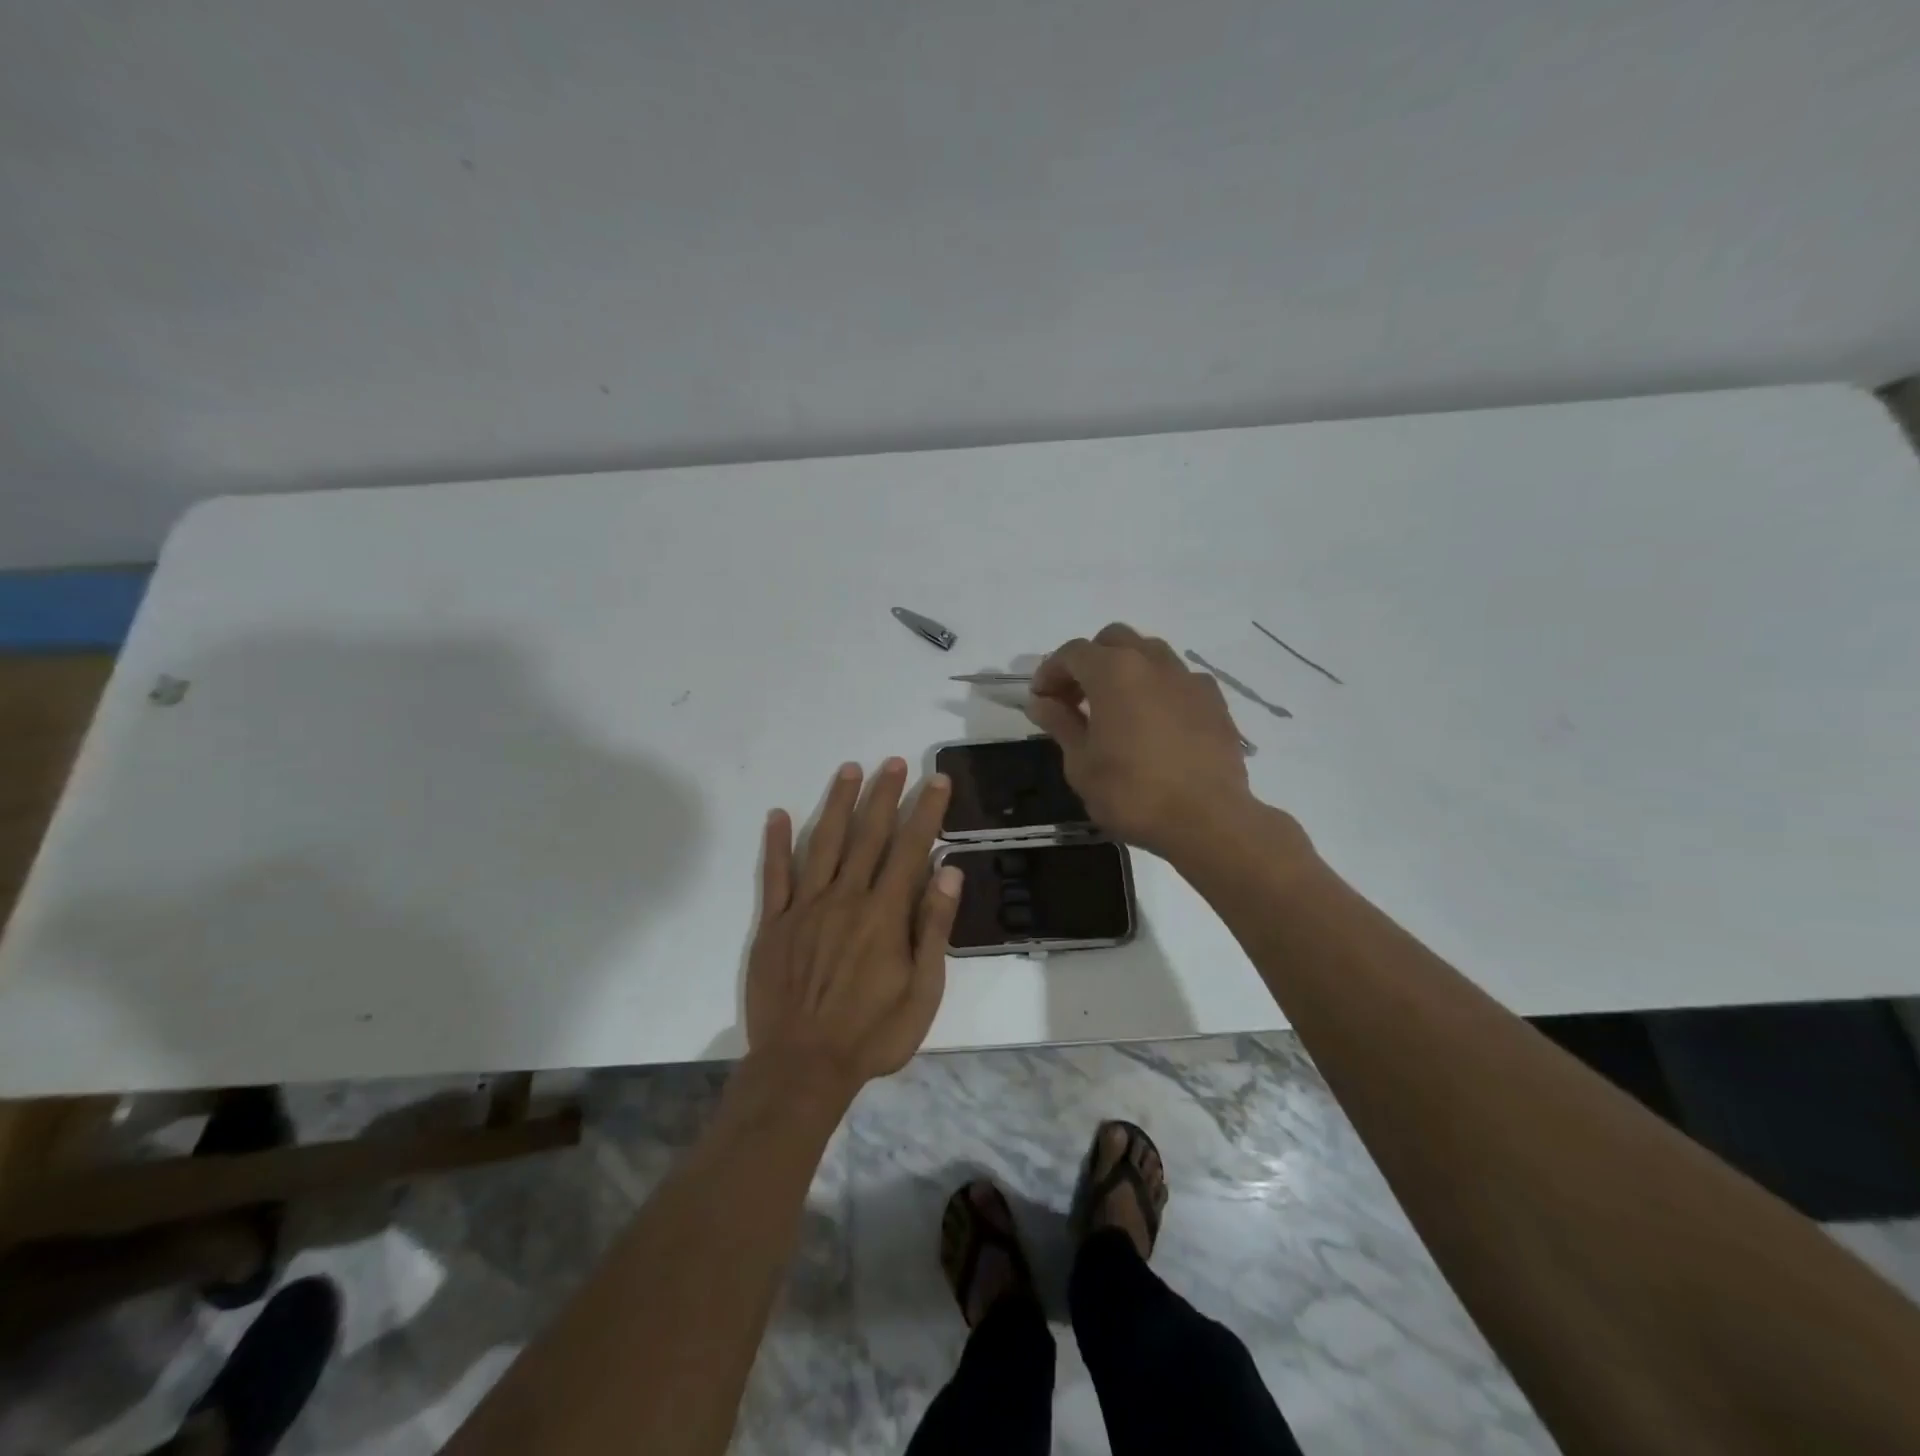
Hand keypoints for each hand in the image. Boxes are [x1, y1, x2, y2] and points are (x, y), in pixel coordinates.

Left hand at [745, 758, 961, 1098]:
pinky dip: (776, 843)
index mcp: (884, 914)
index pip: (910, 849)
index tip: (937, 781)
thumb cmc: (872, 1034)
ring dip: (838, 804)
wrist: (802, 1067)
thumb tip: (948, 873)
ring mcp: (805, 908)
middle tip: (896, 762)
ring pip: (824, 843)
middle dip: (885, 796)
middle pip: (868, 836)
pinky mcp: (774, 923)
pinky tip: (778, 814)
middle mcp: (845, 898)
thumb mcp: (922, 992)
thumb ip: (933, 929)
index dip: (926, 812)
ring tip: (850, 769)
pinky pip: (775, 875)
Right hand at [1025, 623, 1257, 858]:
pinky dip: (1158, 688)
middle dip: (1089, 661)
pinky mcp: (1215, 701)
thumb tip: (1042, 702)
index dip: (1050, 672)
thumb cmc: (1132, 794)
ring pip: (1150, 653)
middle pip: (1113, 640)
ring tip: (1116, 708)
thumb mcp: (1081, 764)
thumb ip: (1061, 724)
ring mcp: (1188, 679)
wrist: (1208, 820)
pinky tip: (1155, 722)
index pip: (1072, 653)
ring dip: (1125, 669)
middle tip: (1075, 698)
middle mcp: (1153, 662)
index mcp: (1114, 672)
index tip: (1041, 699)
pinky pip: (1178, 679)